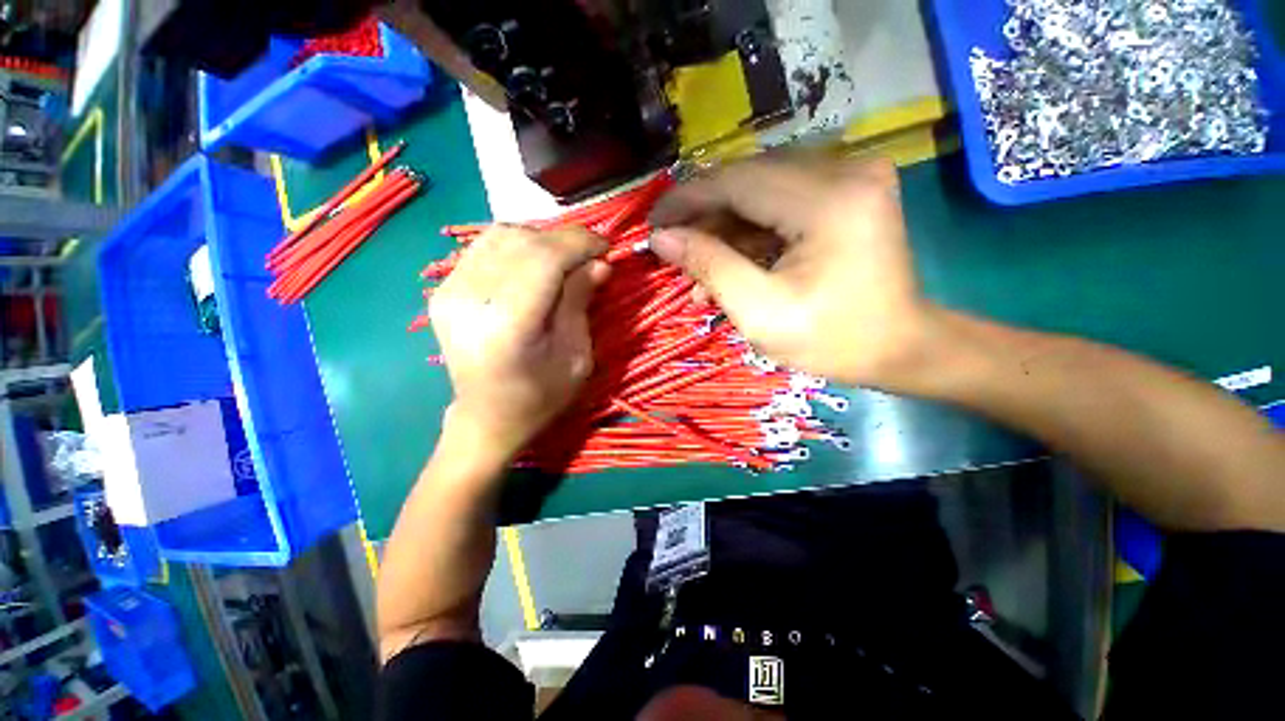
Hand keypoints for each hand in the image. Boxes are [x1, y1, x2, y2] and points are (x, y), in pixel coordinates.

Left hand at [429, 225, 607, 461]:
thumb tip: (599, 263)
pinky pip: (484, 248)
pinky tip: (536, 263)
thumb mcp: (576, 357)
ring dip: (541, 239)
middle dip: (565, 239)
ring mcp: (448, 291)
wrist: (487, 418)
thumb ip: (581, 303)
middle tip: (590, 254)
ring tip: (565, 257)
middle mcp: (470, 299)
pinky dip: (517, 246)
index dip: (579, 243)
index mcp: (508, 323)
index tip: (606, 248)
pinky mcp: (443, 290)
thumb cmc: (540, 397)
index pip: (544, 257)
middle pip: (523, 241)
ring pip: (500, 235)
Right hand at [649, 154, 935, 389]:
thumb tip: (661, 238)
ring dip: (724, 227)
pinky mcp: (847, 191)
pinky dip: (750, 230)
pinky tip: (729, 262)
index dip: (686, 199)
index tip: (652, 222)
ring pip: (761, 189)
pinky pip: (782, 201)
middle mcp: (845, 169)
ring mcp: (850, 176)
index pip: (737, 181)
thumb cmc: (833, 340)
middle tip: (671, 247)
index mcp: (828, 201)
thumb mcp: (760, 312)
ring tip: (697, 267)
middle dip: (703, 215)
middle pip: (748, 180)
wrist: (902, 348)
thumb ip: (709, 266)